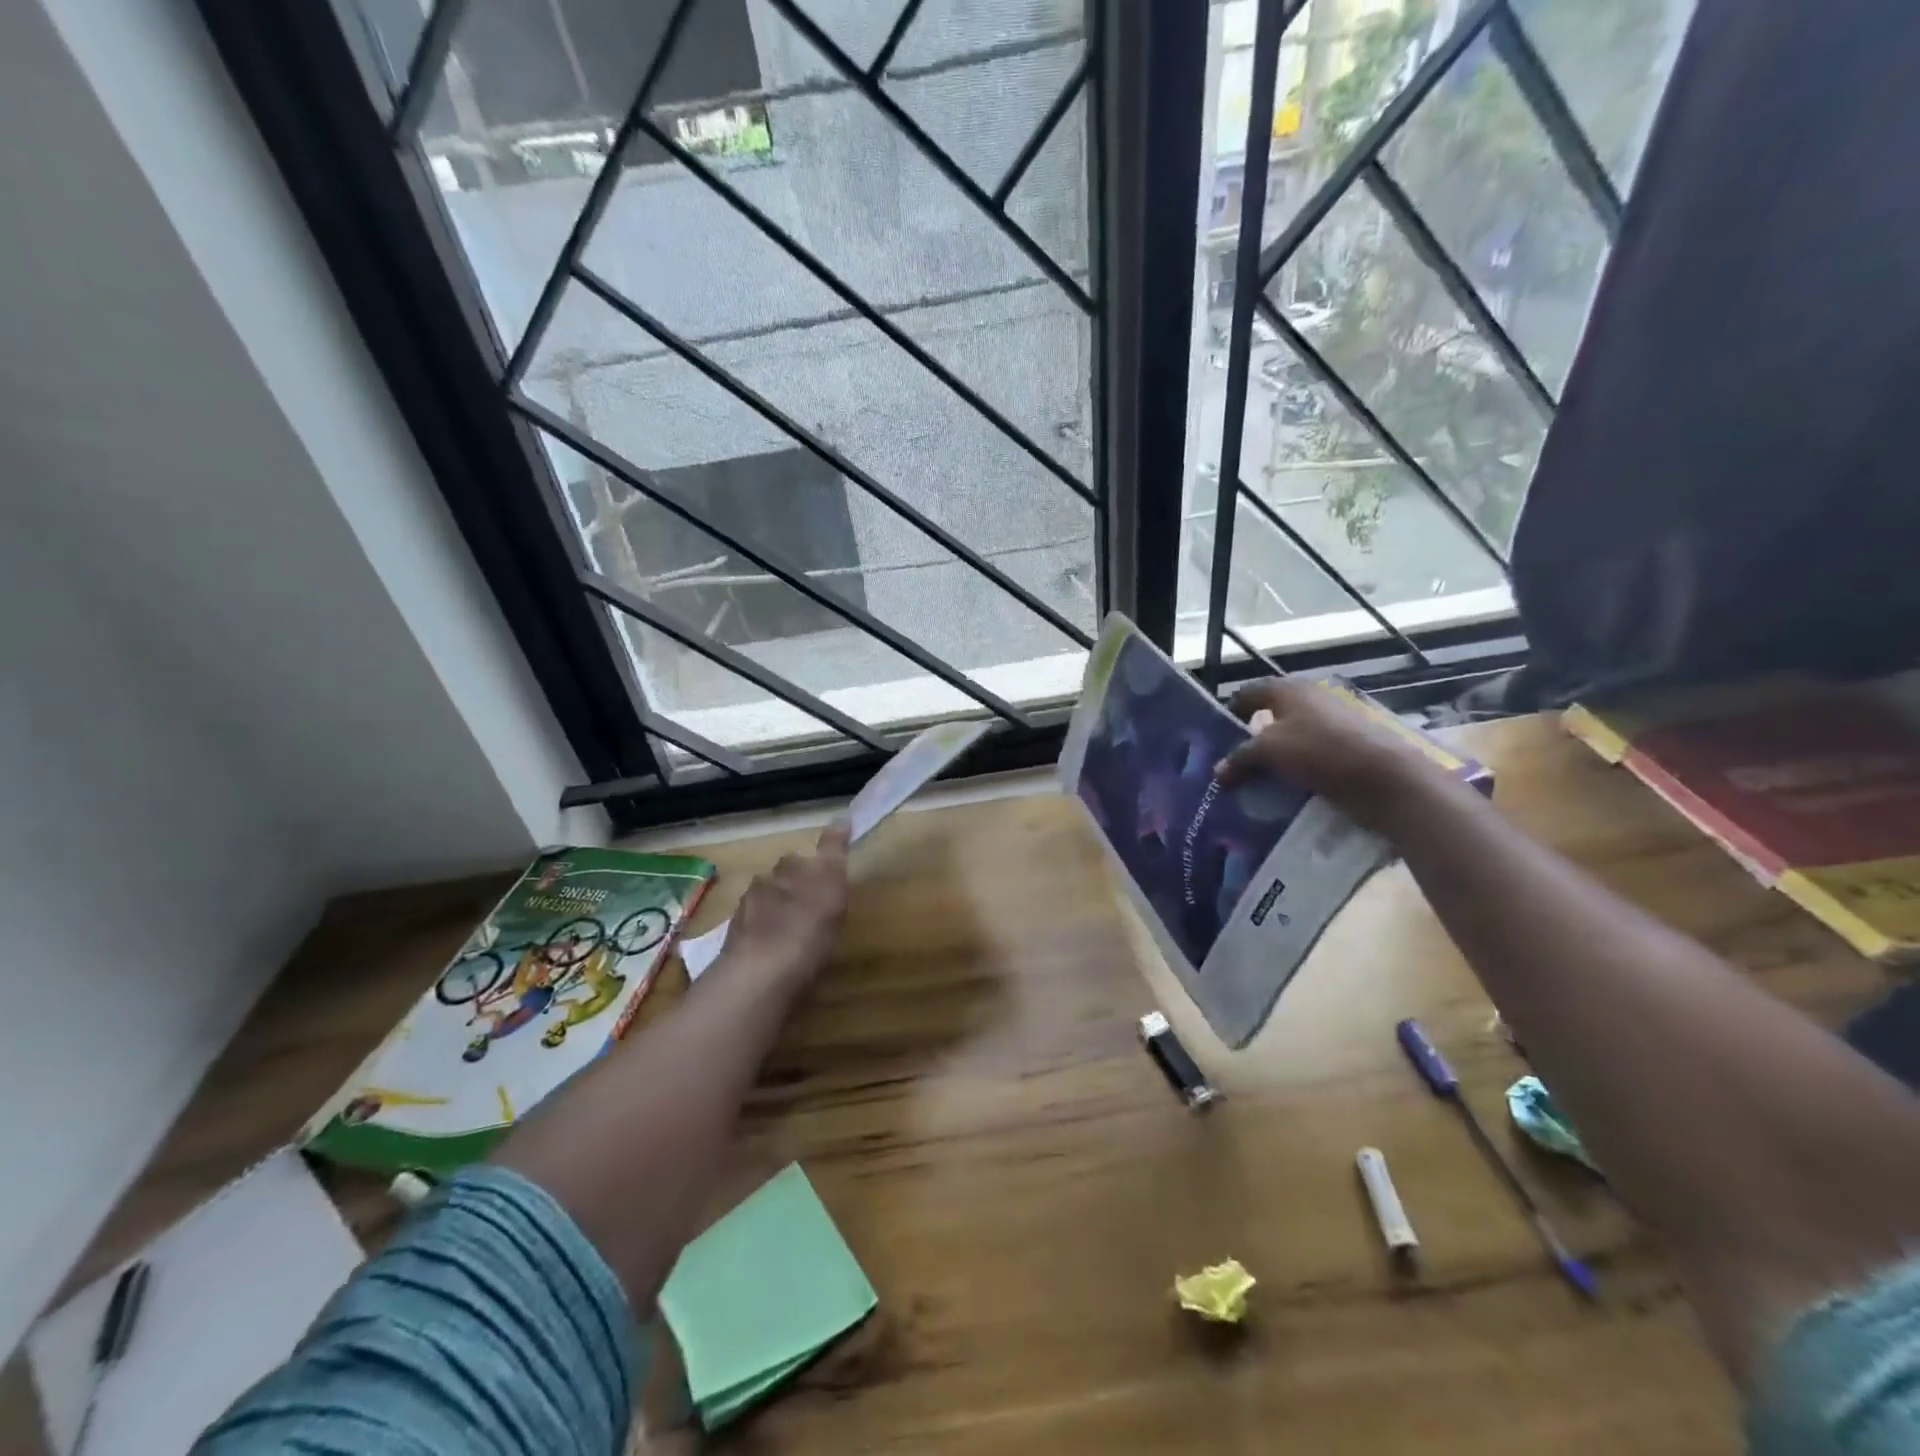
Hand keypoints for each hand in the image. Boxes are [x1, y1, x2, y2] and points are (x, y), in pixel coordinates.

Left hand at [719, 822, 850, 989]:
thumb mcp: (831, 887)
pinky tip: (773, 951)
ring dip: (775, 910)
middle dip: (793, 886)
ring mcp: (745, 913)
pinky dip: (763, 934)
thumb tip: (840, 818)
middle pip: (781, 877)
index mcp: (789, 869)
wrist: (759, 977)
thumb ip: (833, 852)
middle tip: (811, 906)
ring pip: (764, 902)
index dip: (817, 864)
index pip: (802, 857)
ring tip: (791, 931)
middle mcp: (765, 883)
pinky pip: (753, 930)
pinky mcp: (734, 943)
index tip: (825, 877)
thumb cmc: (807, 931)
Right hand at [1213, 678, 1434, 826]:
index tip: (1215, 740)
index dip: (1229, 713)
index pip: (1247, 694)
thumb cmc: (1319, 751)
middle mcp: (1309, 701)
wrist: (1384, 779)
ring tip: (1252, 783)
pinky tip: (1282, 792)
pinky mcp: (1344, 750)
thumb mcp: (1268, 752)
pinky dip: (1293, 772)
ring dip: (1271, 760)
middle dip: (1248, 740)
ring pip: (1288, 740)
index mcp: (1289, 690)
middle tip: (1230, 766)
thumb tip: (1218, 772)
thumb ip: (1239, 759)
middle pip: (1268, 717)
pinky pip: (1307, 758)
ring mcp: (1330, 725)